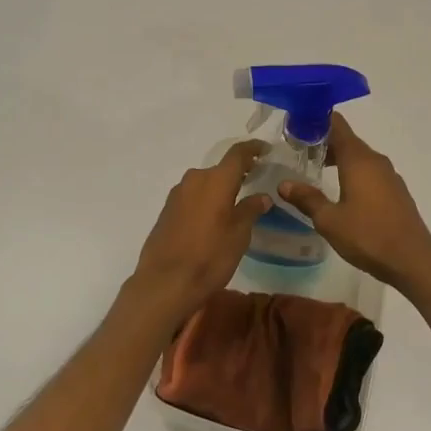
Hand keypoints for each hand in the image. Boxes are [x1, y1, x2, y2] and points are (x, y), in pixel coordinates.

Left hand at [124, 139, 270, 323]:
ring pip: (205, 183)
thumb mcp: (239, 235)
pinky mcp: (167, 210)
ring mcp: (177, 194)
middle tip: (255, 181)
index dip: (253, 148)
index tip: (266, 150)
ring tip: (235, 202)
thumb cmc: (210, 257)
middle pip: (220, 169)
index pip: (238, 154)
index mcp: (216, 180)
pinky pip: (192, 196)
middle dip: (238, 173)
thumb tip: (262, 196)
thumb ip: (250, 210)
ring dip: (220, 188)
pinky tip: (213, 218)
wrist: (165, 282)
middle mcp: (195, 179)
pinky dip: (206, 200)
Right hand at [279, 115, 430, 299]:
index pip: (337, 125)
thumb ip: (307, 199)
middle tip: (298, 151)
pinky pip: (370, 172)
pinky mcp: (396, 191)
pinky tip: (341, 190)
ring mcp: (389, 176)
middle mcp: (375, 161)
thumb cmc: (368, 235)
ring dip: (338, 158)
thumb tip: (284, 185)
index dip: (316, 120)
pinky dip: (353, 172)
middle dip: (323, 142)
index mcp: (358, 160)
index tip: (297, 126)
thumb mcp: (329, 220)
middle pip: (347, 140)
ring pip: (359, 157)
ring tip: (315, 170)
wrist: (413, 260)